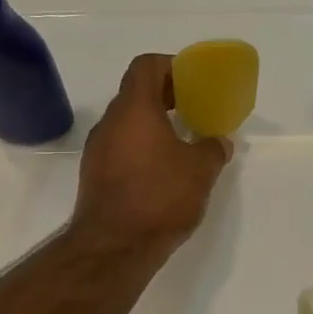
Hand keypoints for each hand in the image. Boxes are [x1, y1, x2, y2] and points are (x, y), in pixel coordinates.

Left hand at [72, 54, 231, 253]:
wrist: (113, 247)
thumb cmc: (159, 197)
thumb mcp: (200, 171)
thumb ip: (212, 148)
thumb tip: (218, 142)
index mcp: (134, 109)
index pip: (146, 66)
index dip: (171, 66)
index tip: (193, 82)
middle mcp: (110, 122)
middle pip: (136, 93)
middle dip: (166, 96)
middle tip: (193, 110)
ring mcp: (97, 149)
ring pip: (127, 122)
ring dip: (153, 124)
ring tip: (181, 143)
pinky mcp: (94, 175)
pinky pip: (120, 147)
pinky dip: (141, 147)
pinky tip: (162, 171)